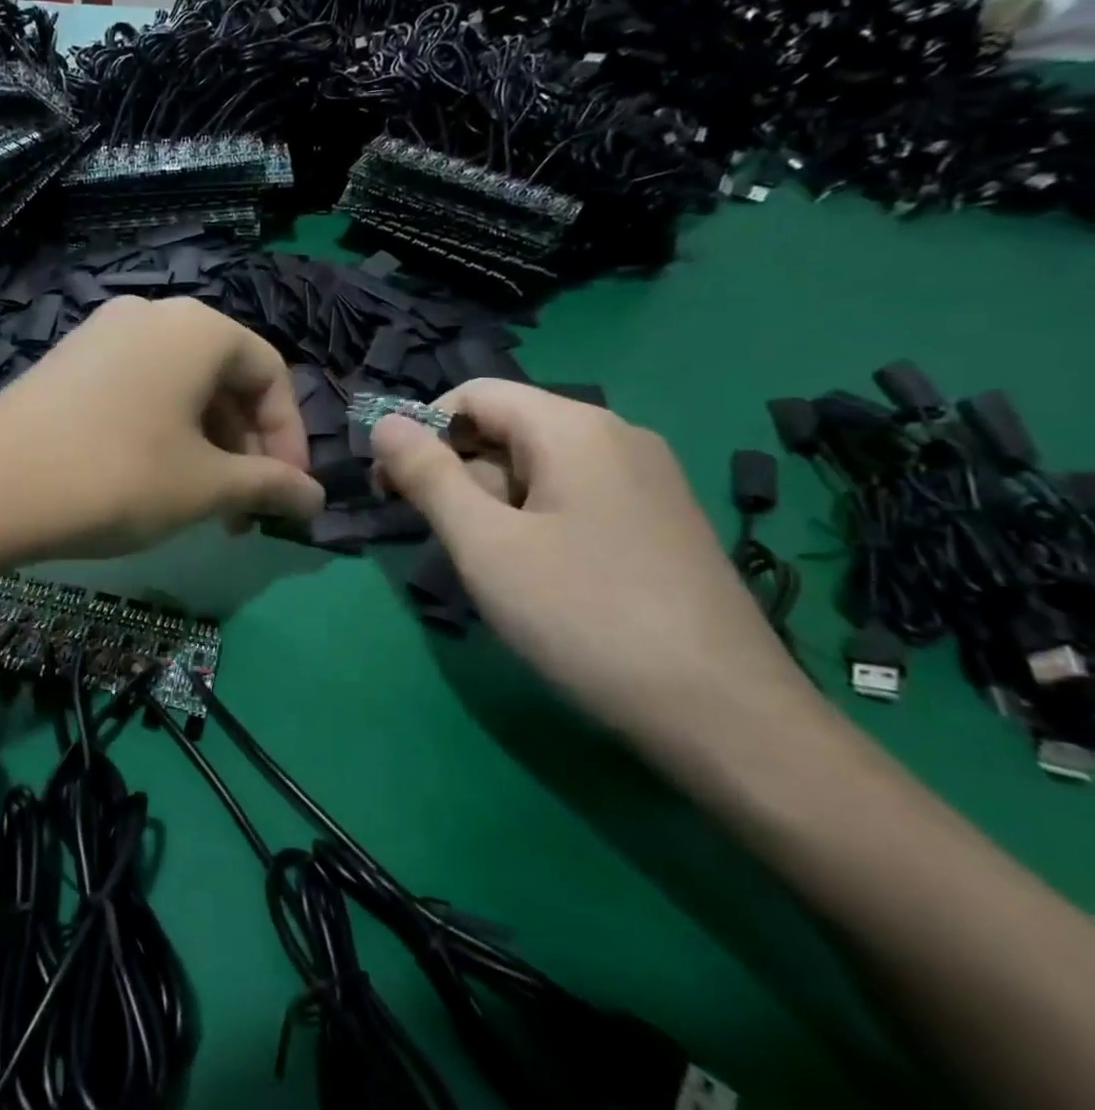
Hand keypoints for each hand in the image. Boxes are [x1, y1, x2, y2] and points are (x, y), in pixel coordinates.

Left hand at [0, 297, 324, 561]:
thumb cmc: (117, 477)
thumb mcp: (205, 487)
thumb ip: (270, 487)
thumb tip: (315, 500)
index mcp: (197, 328)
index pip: (271, 374)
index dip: (289, 439)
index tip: (286, 495)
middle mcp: (151, 315)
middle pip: (223, 380)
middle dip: (244, 448)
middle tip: (242, 510)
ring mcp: (102, 334)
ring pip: (179, 389)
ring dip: (205, 446)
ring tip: (201, 505)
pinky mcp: (68, 362)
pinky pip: (137, 390)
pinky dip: (162, 432)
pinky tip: (152, 480)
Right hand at [371, 381, 810, 748]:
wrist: (724, 715)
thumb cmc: (584, 616)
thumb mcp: (485, 544)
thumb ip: (429, 476)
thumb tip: (385, 423)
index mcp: (574, 428)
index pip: (474, 394)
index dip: (421, 431)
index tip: (392, 488)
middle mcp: (616, 437)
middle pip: (507, 430)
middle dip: (458, 474)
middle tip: (441, 539)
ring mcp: (646, 481)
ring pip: (538, 469)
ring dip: (493, 504)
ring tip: (489, 568)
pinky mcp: (659, 522)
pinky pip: (574, 499)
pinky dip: (534, 522)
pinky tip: (536, 578)